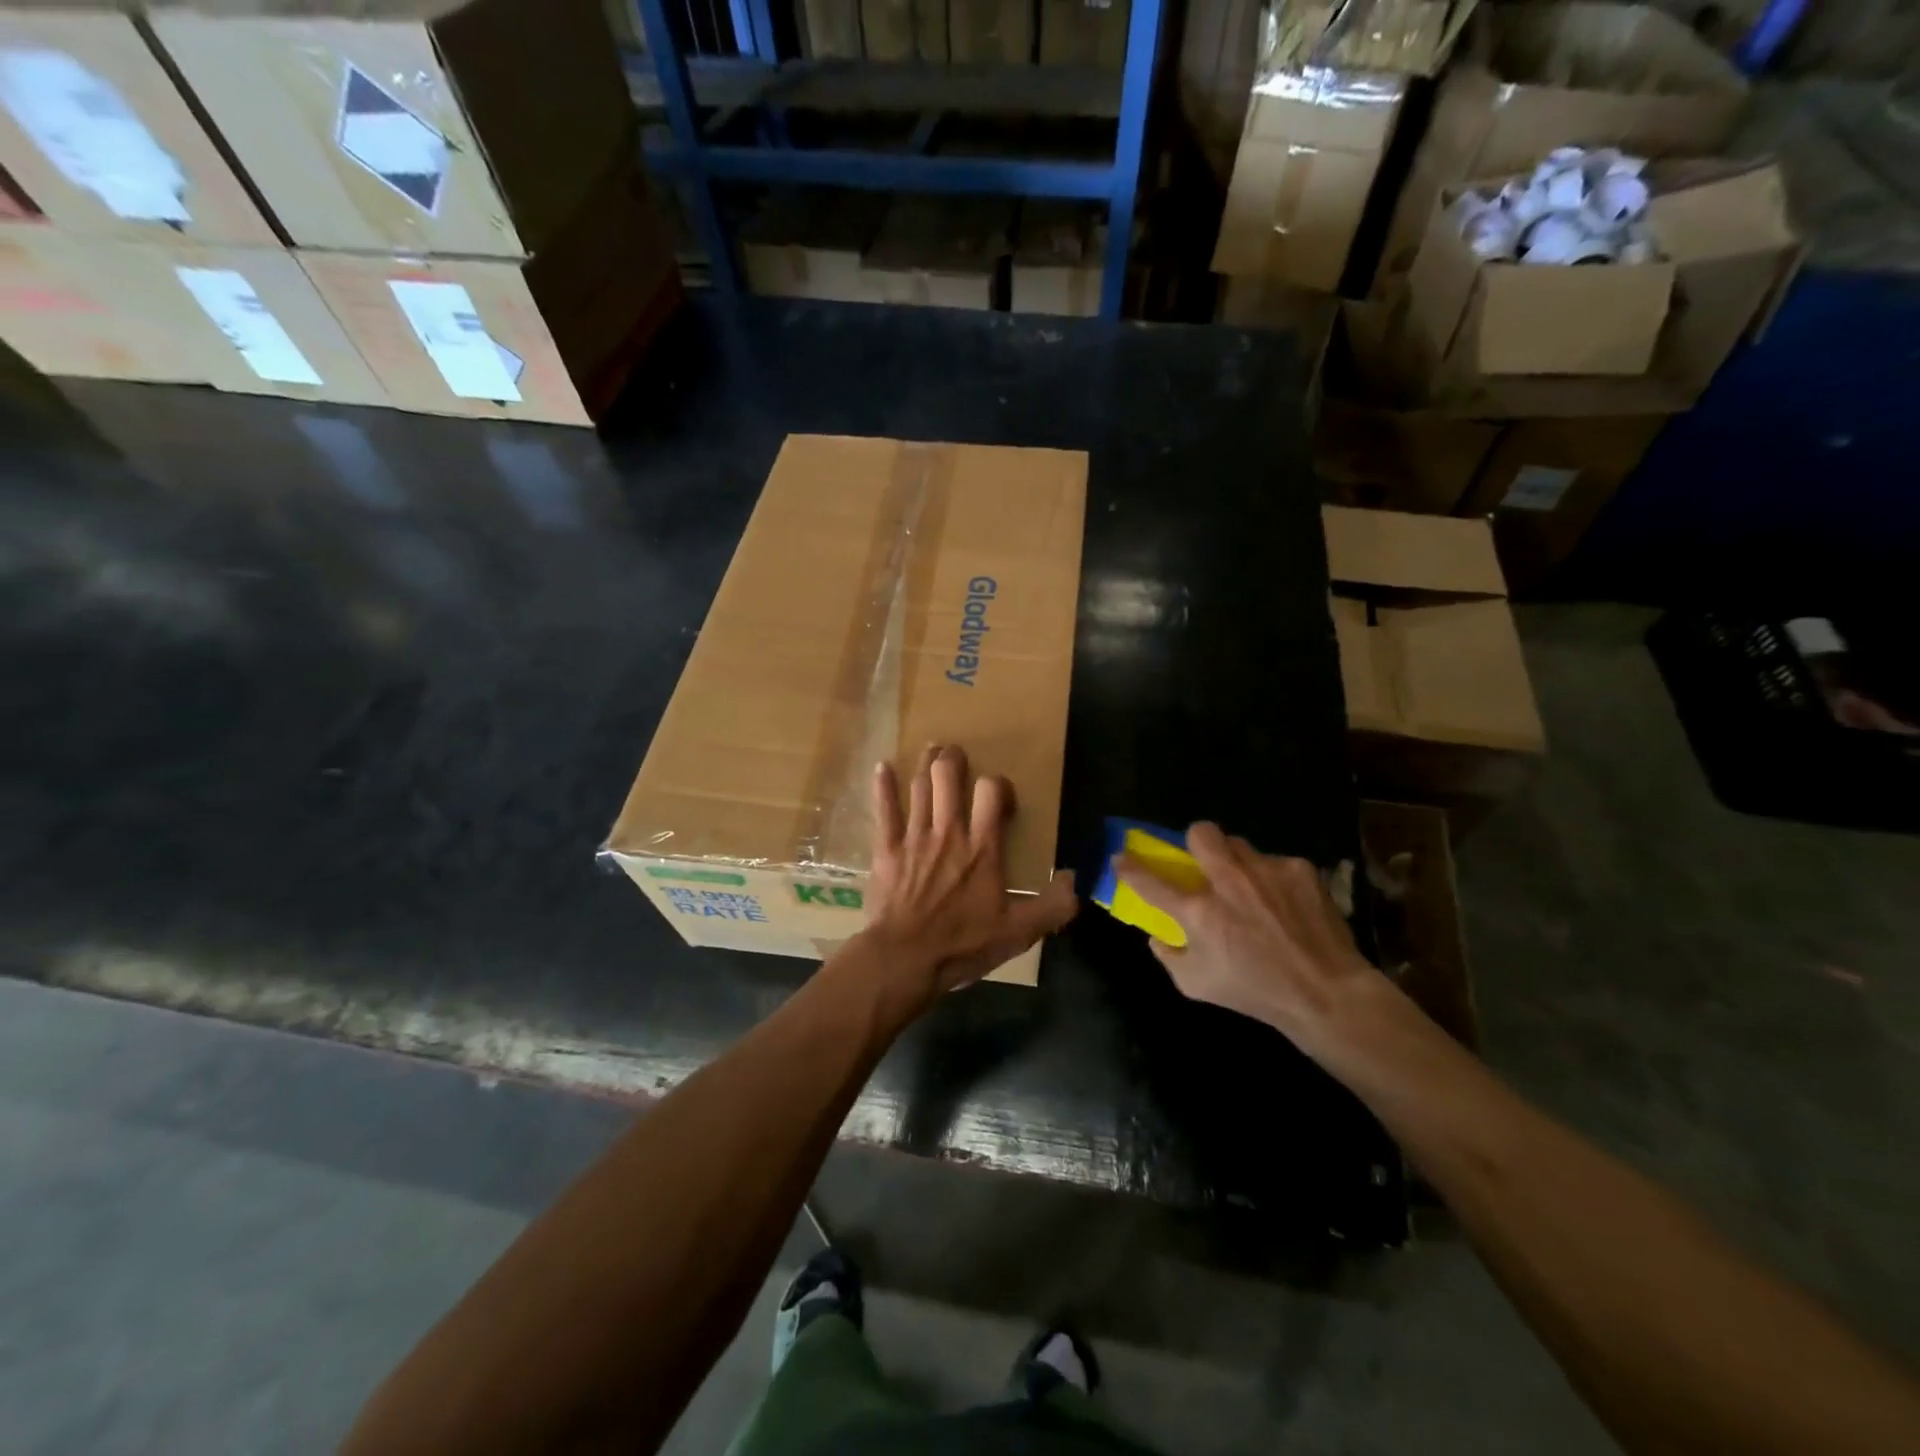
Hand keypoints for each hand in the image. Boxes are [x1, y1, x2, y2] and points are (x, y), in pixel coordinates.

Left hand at [861, 745, 1077, 1002]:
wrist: (905, 959)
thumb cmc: (963, 944)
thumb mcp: (1018, 933)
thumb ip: (1052, 906)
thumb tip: (1074, 879)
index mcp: (982, 847)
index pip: (991, 792)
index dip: (997, 784)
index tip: (998, 796)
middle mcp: (948, 832)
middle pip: (948, 777)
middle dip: (952, 759)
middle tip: (955, 753)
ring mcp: (914, 837)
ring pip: (919, 787)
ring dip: (925, 764)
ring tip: (931, 750)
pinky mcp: (886, 849)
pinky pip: (884, 810)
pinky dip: (882, 786)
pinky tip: (881, 767)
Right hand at [1115, 822, 1374, 1053]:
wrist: (1326, 993)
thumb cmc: (1255, 992)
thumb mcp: (1197, 985)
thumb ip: (1169, 956)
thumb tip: (1158, 935)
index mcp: (1199, 911)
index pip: (1150, 880)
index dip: (1129, 867)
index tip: (1120, 859)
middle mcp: (1228, 881)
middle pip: (1200, 832)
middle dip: (1194, 842)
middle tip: (1203, 863)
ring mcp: (1265, 870)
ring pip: (1239, 844)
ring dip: (1235, 861)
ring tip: (1250, 887)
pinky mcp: (1299, 869)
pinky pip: (1274, 862)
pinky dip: (1271, 879)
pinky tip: (1284, 903)